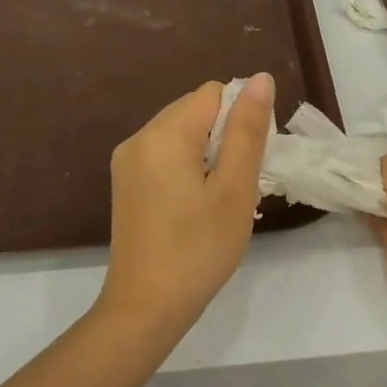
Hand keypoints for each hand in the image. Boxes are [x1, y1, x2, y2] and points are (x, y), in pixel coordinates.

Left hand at [97, 75, 274, 335]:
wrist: (146, 308)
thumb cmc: (198, 248)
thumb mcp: (234, 188)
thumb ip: (247, 130)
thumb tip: (260, 78)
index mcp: (164, 134)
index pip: (213, 93)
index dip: (240, 120)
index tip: (248, 163)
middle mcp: (138, 138)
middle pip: (196, 112)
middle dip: (225, 139)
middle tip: (237, 188)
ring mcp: (127, 163)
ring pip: (183, 136)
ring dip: (210, 158)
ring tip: (219, 203)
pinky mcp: (127, 185)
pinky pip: (167, 158)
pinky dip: (190, 171)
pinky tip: (198, 209)